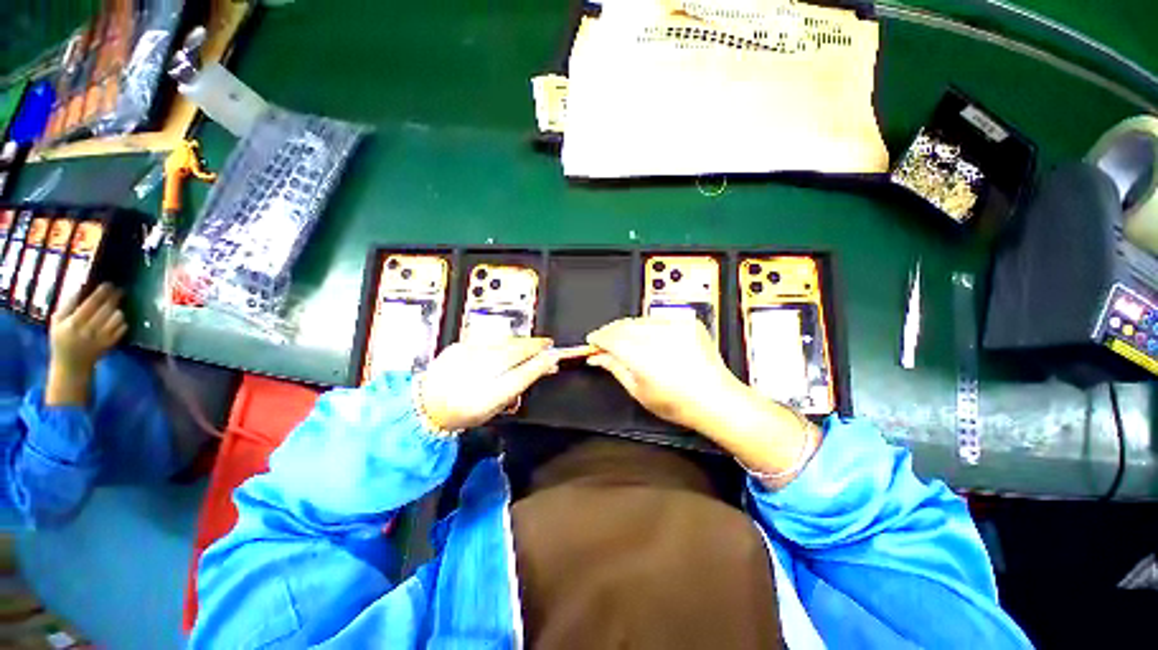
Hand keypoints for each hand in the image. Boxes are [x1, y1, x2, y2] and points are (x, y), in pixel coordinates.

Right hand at [46, 284, 127, 405]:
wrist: (72, 367)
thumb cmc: (62, 341)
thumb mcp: (57, 323)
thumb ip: (66, 306)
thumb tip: (78, 288)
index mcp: (73, 323)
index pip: (90, 304)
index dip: (101, 293)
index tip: (109, 284)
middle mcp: (88, 330)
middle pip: (106, 309)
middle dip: (114, 297)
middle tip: (119, 289)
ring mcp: (101, 338)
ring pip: (116, 318)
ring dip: (118, 310)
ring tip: (116, 306)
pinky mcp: (110, 344)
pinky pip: (122, 329)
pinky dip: (122, 322)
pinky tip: (118, 319)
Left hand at [417, 337, 562, 431]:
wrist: (427, 405)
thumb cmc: (465, 410)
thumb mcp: (496, 404)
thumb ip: (519, 383)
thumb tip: (541, 367)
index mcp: (487, 393)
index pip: (522, 372)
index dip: (541, 360)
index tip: (554, 354)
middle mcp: (476, 371)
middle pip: (514, 350)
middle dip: (534, 345)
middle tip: (547, 344)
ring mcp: (465, 355)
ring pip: (502, 341)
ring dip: (520, 341)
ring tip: (531, 343)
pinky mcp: (458, 346)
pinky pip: (487, 339)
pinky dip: (502, 340)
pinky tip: (506, 344)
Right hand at [586, 317, 818, 485]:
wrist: (717, 399)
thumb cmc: (677, 403)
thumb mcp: (639, 391)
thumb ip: (615, 368)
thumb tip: (597, 357)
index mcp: (643, 357)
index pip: (611, 338)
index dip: (598, 338)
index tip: (592, 341)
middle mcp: (658, 337)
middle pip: (624, 325)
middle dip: (611, 331)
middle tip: (604, 341)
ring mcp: (675, 327)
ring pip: (640, 319)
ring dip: (627, 327)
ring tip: (624, 340)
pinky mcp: (687, 323)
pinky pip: (658, 319)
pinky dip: (647, 326)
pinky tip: (647, 338)